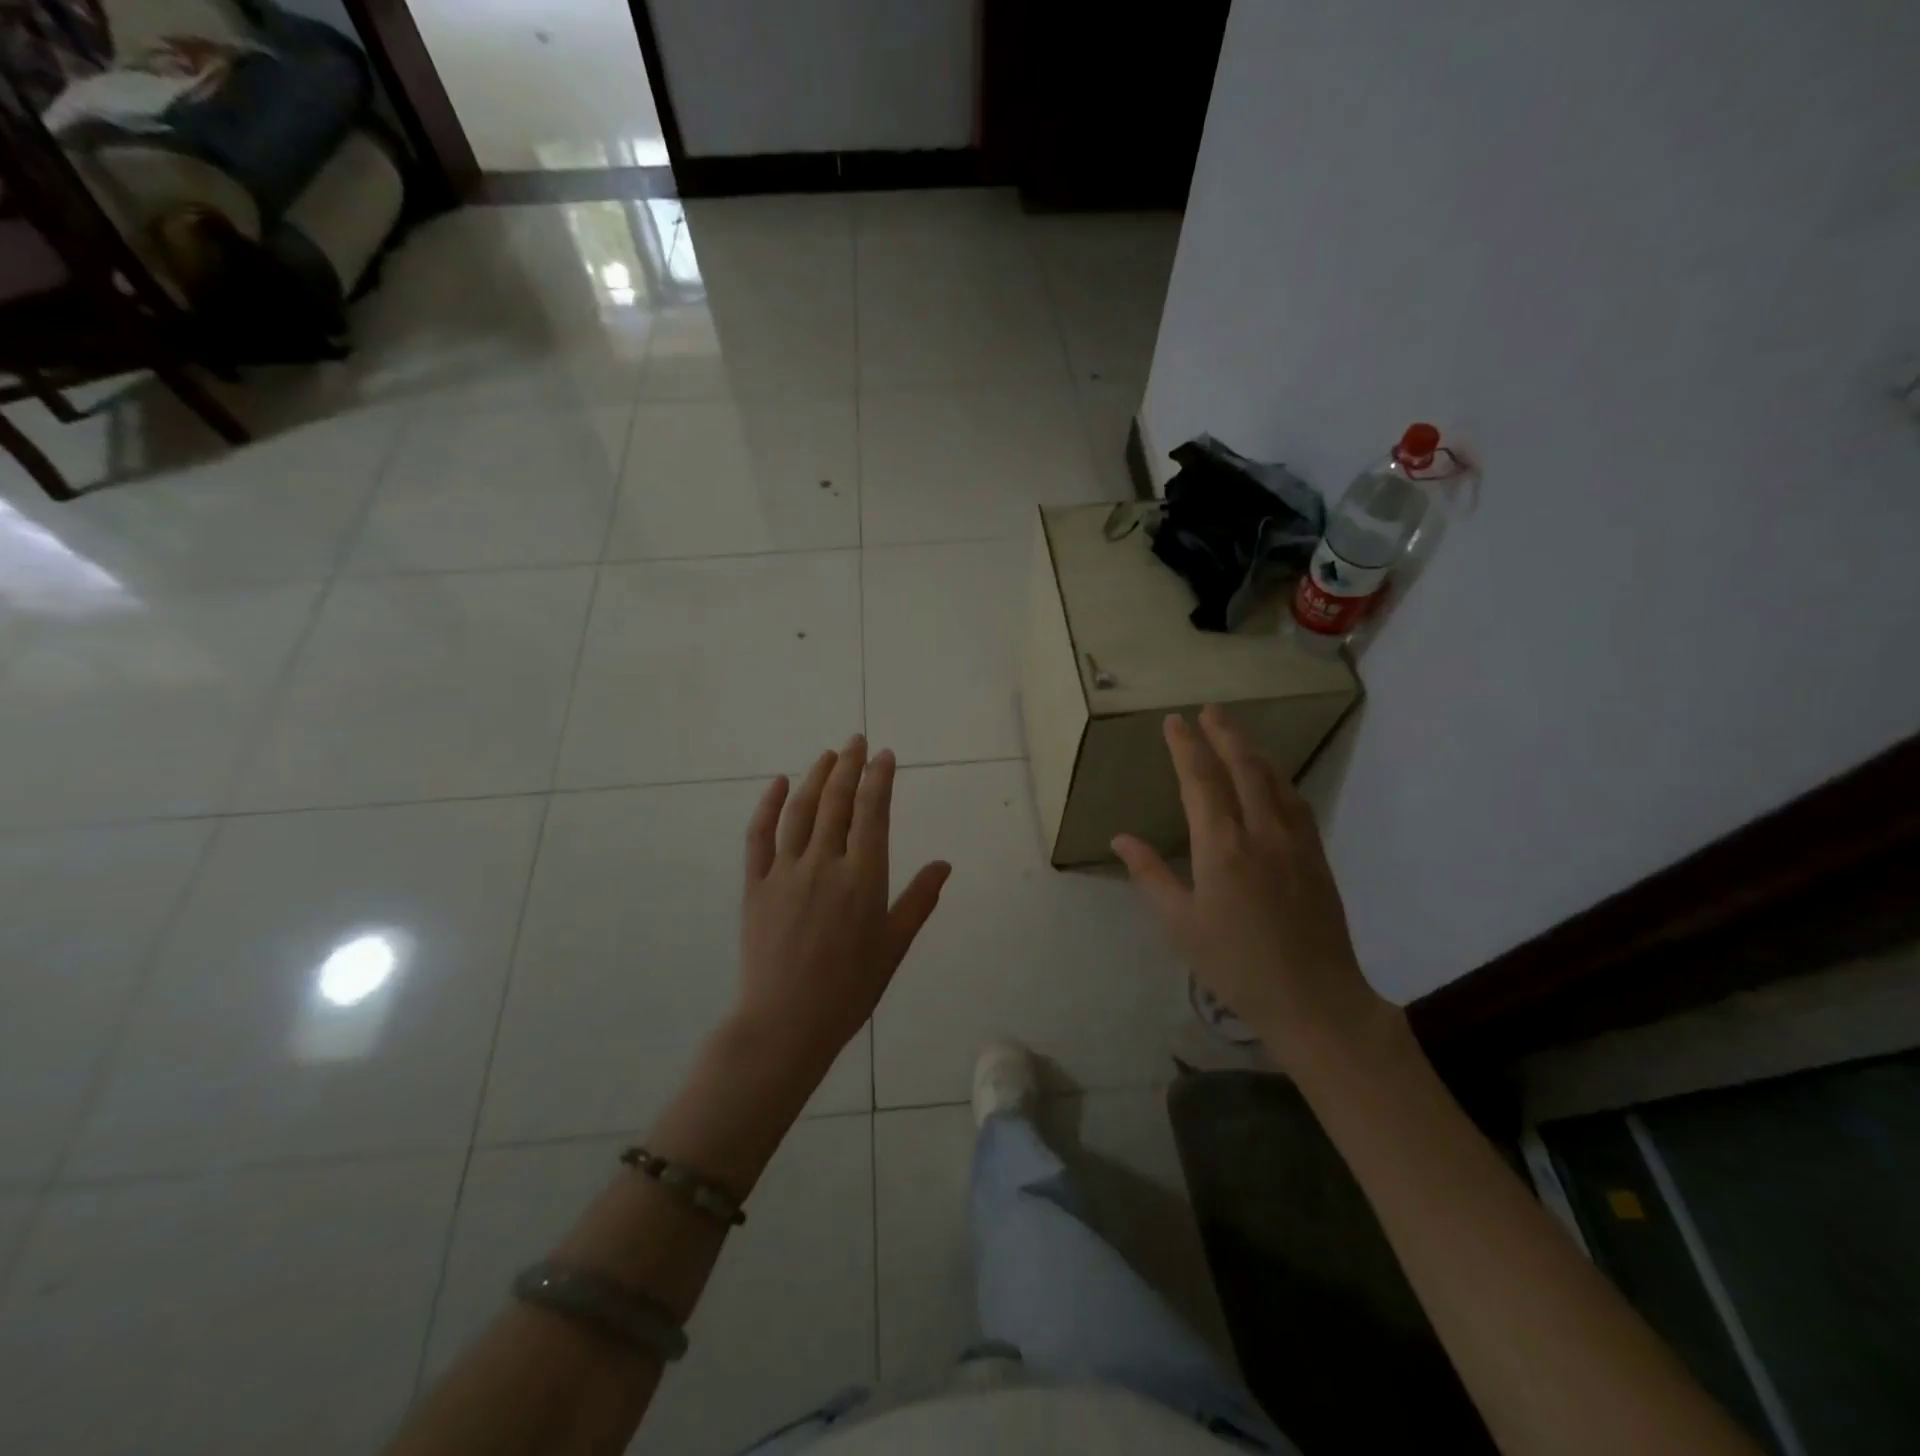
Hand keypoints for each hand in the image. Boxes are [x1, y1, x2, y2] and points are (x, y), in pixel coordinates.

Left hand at [735, 736, 950, 1081]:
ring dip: (816, 777)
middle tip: (856, 740)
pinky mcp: (755, 886)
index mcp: (864, 878)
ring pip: (802, 811)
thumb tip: (944, 863)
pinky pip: (759, 836)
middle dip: (849, 766)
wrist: (786, 1023)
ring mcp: (786, 872)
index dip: (879, 779)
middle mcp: (825, 864)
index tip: (884, 755)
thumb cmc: (850, 989)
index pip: (873, 813)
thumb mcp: (894, 946)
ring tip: (827, 754)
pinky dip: (769, 806)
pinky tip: (779, 783)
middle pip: (838, 802)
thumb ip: (919, 900)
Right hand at [1112, 705, 1396, 1078]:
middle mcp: (1261, 833)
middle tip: (1210, 709)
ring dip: (1253, 751)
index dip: (1186, 747)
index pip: (1200, 782)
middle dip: (1224, 735)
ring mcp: (1295, 842)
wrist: (1315, 1000)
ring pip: (1274, 780)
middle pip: (1243, 768)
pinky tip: (1273, 779)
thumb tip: (1121, 838)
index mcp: (1222, 848)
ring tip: (1236, 733)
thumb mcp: (1181, 925)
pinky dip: (1278, 779)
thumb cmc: (1236, 965)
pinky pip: (1296, 803)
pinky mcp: (1317, 856)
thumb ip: (1151, 876)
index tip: (1174, 721)